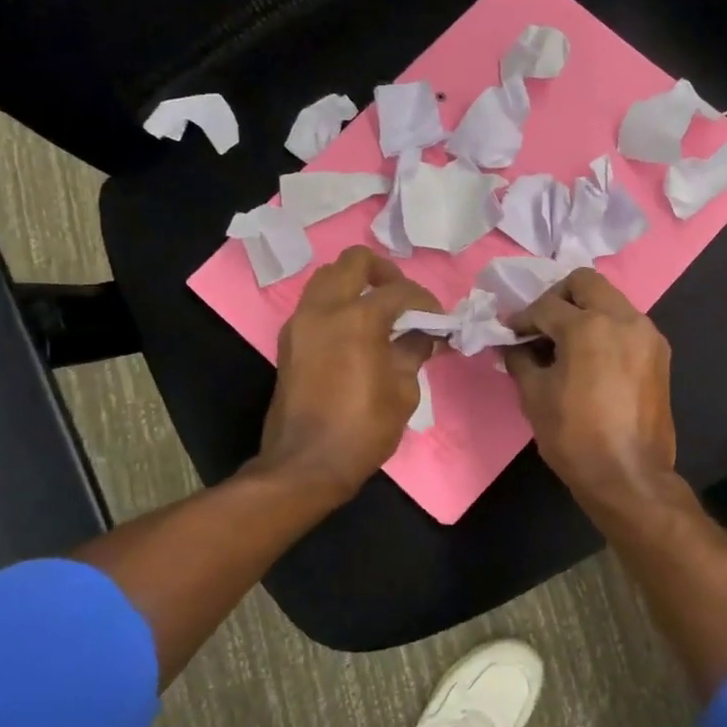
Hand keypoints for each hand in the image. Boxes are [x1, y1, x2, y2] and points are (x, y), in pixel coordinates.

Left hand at [257, 247, 441, 504]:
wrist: (306, 464)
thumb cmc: (363, 429)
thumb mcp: (403, 392)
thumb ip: (413, 353)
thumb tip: (423, 336)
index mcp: (358, 319)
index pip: (400, 292)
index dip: (425, 301)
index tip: (438, 319)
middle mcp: (324, 309)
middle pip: (353, 262)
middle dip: (384, 272)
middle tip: (402, 298)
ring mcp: (300, 323)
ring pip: (327, 277)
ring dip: (355, 284)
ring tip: (377, 311)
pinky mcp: (289, 341)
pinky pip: (314, 304)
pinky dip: (336, 304)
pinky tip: (355, 331)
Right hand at [504, 269, 676, 510]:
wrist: (629, 476)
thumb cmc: (575, 437)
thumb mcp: (535, 396)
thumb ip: (521, 360)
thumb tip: (514, 346)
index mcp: (589, 326)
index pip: (547, 306)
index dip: (522, 319)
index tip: (510, 333)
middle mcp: (623, 319)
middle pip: (586, 283)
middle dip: (558, 297)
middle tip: (541, 324)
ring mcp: (647, 334)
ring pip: (611, 300)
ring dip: (585, 311)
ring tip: (566, 342)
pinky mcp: (660, 354)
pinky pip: (628, 324)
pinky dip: (607, 328)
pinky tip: (591, 357)